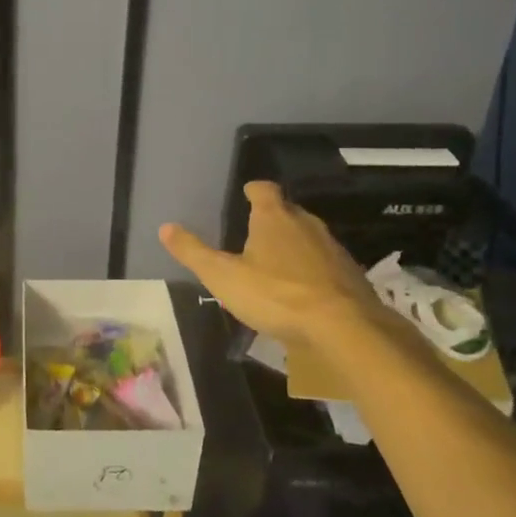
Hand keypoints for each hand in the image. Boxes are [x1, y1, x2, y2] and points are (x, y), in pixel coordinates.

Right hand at [158, 181, 380, 346]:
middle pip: (288, 211)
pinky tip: (305, 288)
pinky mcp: (350, 273)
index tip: (247, 193)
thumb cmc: (275, 295)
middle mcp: (305, 224)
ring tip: (278, 260)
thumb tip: (165, 227)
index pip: (263, 190)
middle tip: (256, 230)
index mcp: (273, 218)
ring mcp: (331, 248)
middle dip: (273, 217)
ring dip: (294, 243)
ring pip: (309, 236)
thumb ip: (193, 252)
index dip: (254, 190)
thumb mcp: (223, 276)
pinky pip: (325, 262)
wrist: (343, 326)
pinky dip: (313, 268)